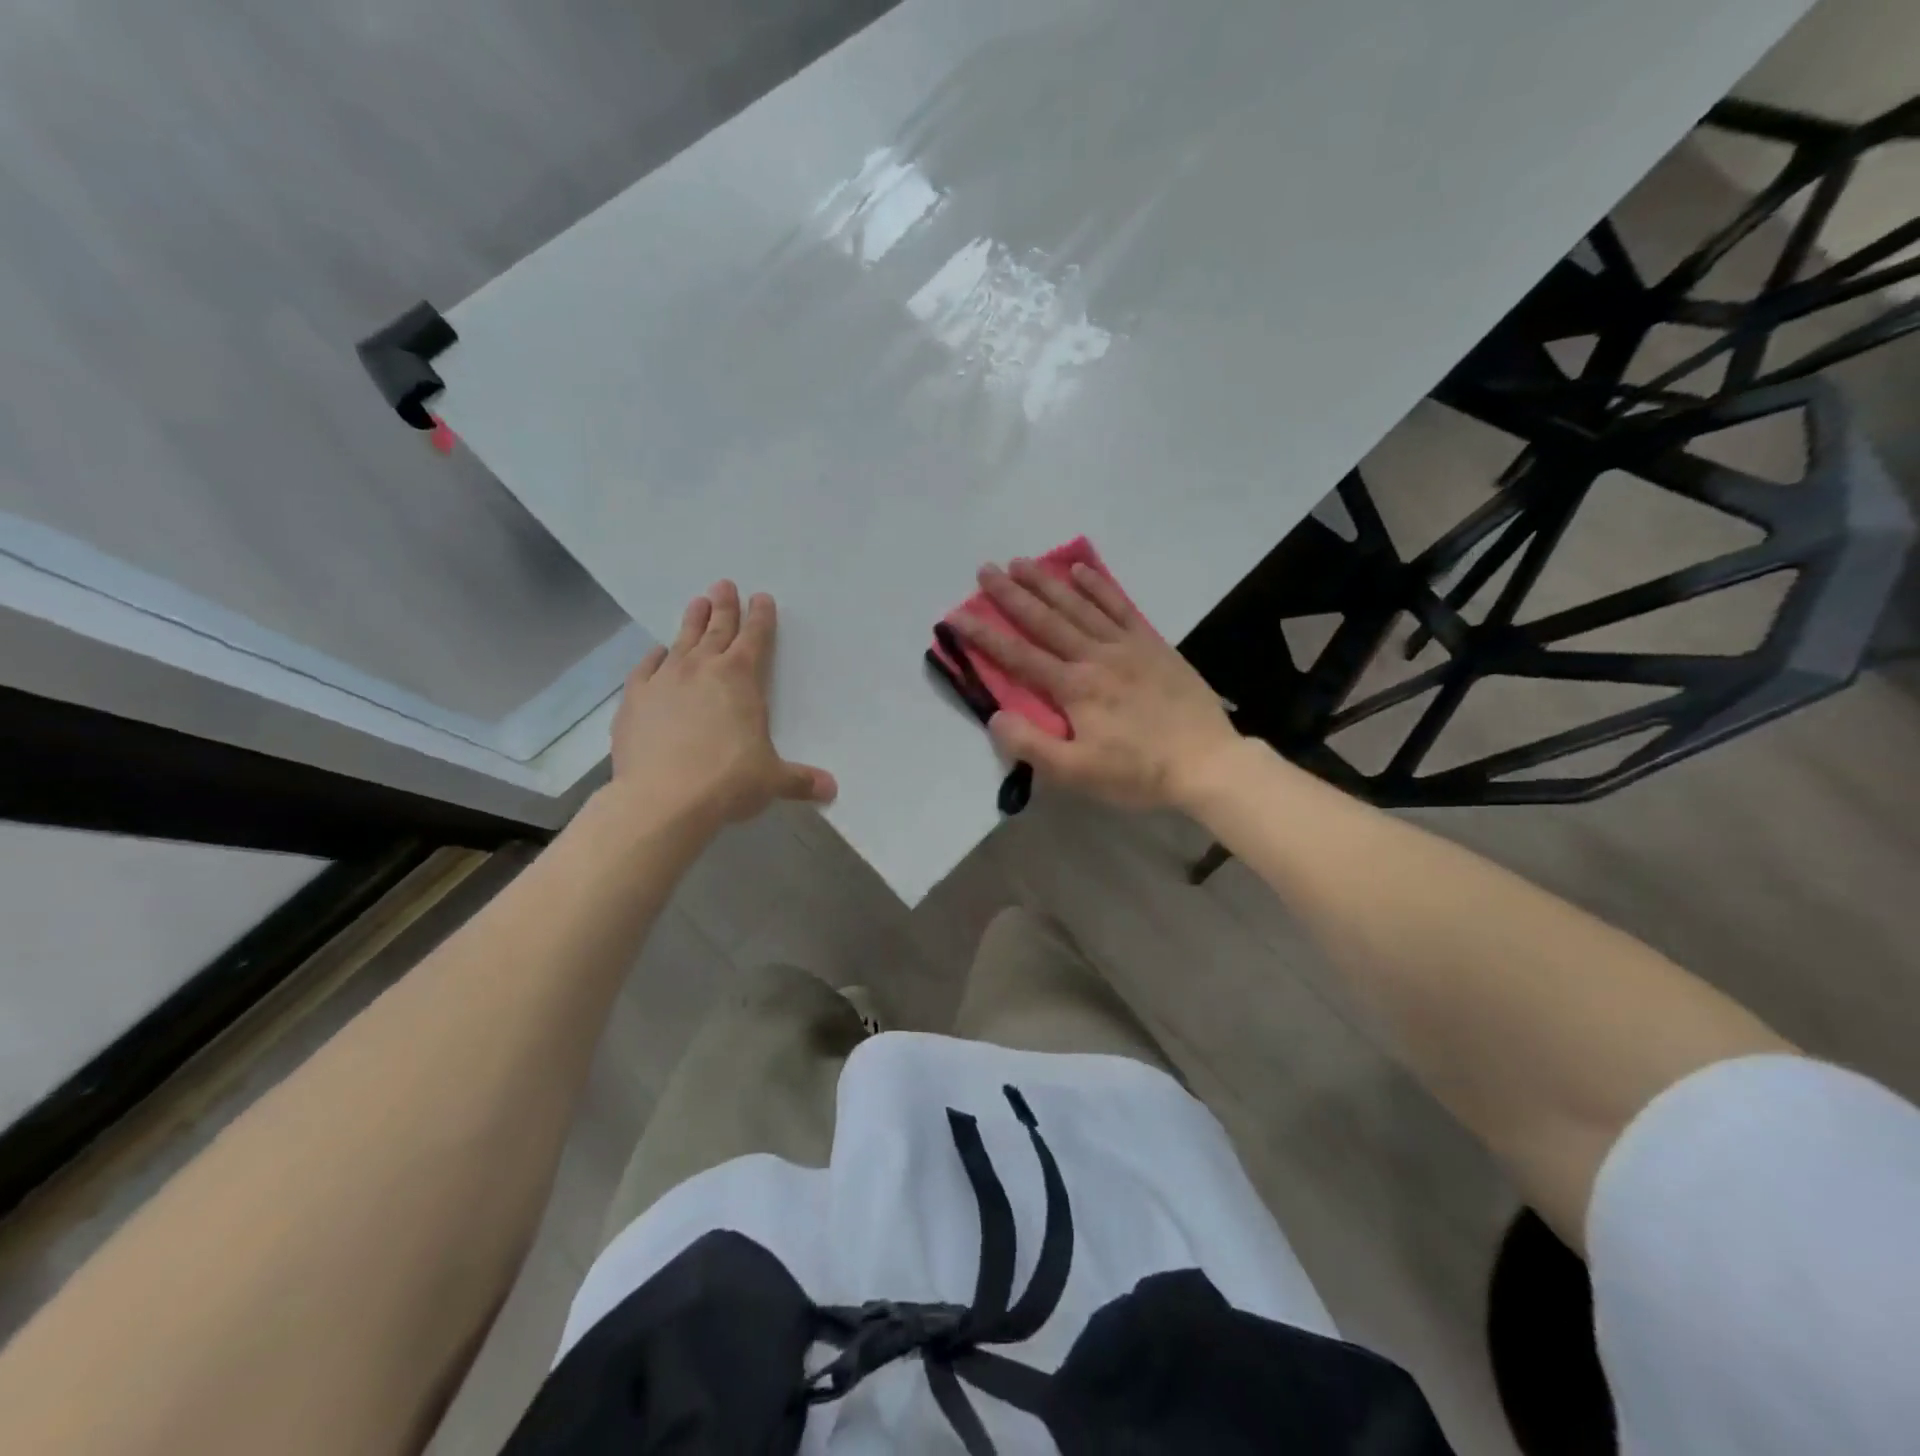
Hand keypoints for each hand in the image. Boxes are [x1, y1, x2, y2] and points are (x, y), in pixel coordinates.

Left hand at [609, 582, 835, 824]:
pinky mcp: (634, 700)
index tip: (761, 598)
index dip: (760, 617)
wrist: (662, 799)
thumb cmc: (728, 782)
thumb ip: (801, 780)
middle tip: (724, 585)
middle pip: (717, 629)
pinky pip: (645, 668)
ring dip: (692, 621)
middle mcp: (702, 669)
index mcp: (741, 679)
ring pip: (681, 641)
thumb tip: (832, 790)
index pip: (755, 638)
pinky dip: (654, 657)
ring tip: (697, 602)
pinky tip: (657, 653)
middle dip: (724, 607)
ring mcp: (664, 681)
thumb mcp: (772, 780)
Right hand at [951, 559, 1239, 810]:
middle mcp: (1095, 656)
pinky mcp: (1152, 644)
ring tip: (1022, 562)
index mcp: (1074, 688)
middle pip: (1045, 620)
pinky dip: (1098, 586)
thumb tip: (996, 717)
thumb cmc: (1138, 773)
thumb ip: (1033, 745)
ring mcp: (1126, 645)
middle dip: (1011, 595)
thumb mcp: (1078, 774)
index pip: (1018, 656)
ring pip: (1078, 606)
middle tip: (985, 570)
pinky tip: (1081, 569)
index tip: (956, 615)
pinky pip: (1120, 607)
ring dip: (1047, 583)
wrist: (1207, 762)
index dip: (983, 635)